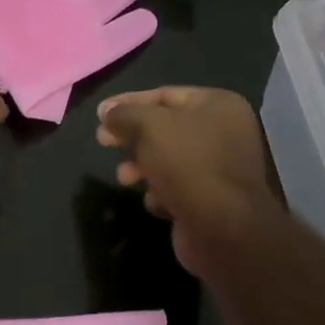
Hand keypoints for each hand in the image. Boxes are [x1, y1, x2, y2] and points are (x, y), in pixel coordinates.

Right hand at [96, 87, 285, 280]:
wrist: (224, 229)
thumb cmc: (188, 164)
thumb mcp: (149, 127)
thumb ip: (125, 114)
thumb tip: (107, 111)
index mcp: (218, 105)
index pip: (165, 94)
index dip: (128, 102)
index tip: (100, 115)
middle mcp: (224, 132)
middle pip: (165, 127)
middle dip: (132, 137)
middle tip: (102, 142)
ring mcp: (220, 168)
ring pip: (167, 159)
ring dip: (141, 166)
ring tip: (125, 178)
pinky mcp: (212, 199)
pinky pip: (178, 187)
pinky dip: (161, 192)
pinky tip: (155, 201)